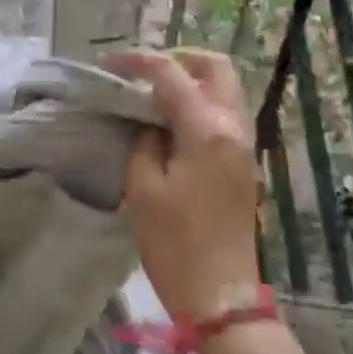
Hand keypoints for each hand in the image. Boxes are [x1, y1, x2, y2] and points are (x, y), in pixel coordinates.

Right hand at [109, 50, 262, 319]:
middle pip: (216, 67)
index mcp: (207, 129)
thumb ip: (145, 141)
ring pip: (225, 88)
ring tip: (153, 97)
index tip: (108, 63)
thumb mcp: (142, 187)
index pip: (172, 73)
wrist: (219, 294)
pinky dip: (200, 104)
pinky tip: (172, 123)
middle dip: (178, 59)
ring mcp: (244, 145)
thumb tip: (151, 124)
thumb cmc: (174, 242)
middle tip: (143, 75)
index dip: (138, 61)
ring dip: (191, 81)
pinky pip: (225, 113)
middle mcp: (233, 127)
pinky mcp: (243, 163)